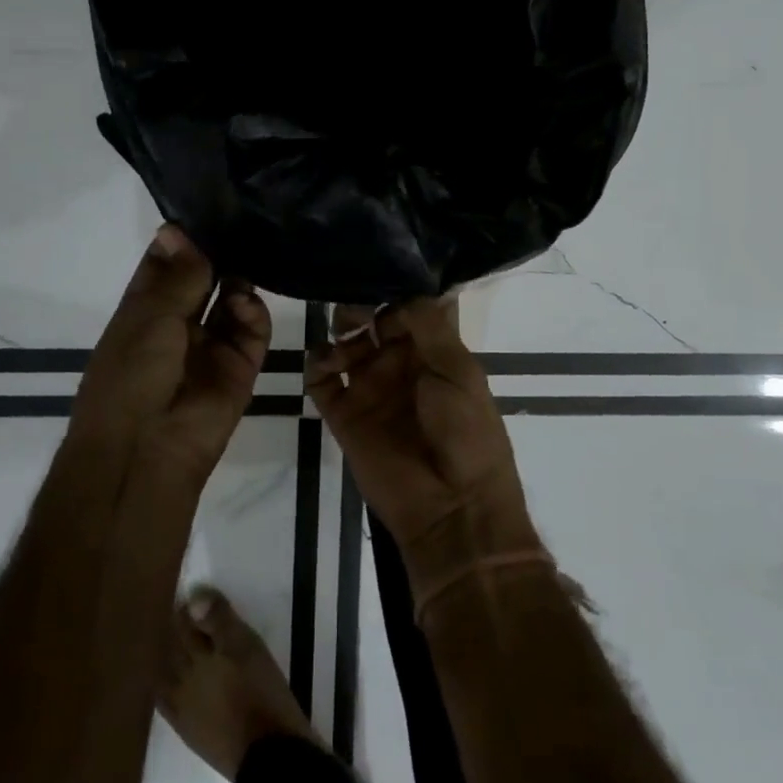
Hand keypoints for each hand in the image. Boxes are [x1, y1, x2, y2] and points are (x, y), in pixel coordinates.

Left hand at [70, 225, 271, 485]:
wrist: (147, 450)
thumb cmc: (131, 376)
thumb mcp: (148, 316)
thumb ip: (177, 275)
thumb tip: (178, 229)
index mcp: (143, 310)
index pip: (165, 264)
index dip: (182, 239)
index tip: (206, 208)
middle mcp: (177, 323)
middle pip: (203, 278)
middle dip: (217, 254)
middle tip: (241, 222)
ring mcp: (210, 344)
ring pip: (232, 299)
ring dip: (238, 278)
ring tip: (249, 257)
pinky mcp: (240, 364)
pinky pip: (252, 329)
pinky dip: (253, 311)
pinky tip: (245, 301)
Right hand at [305, 299, 542, 599]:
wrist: (452, 507)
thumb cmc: (466, 431)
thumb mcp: (459, 369)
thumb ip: (428, 324)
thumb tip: (402, 289)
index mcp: (433, 352)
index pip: (407, 309)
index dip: (394, 292)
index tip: (379, 276)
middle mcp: (399, 365)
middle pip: (372, 321)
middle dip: (361, 306)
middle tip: (356, 306)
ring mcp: (370, 389)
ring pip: (345, 344)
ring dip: (340, 331)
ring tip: (347, 337)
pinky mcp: (344, 415)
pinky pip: (321, 381)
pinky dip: (316, 364)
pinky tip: (326, 362)